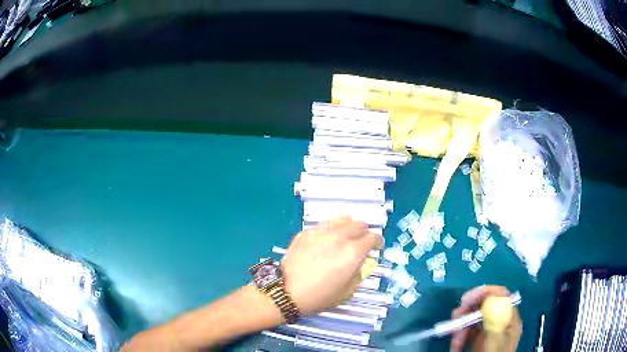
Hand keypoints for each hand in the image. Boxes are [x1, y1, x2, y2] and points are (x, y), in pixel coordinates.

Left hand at [281, 216, 383, 314]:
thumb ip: (359, 274)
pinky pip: (324, 225)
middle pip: (359, 224)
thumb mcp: (347, 291)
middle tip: (362, 241)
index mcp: (352, 252)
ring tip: (346, 234)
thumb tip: (361, 264)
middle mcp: (339, 237)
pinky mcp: (306, 233)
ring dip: (348, 225)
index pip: (372, 237)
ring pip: (341, 218)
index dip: (378, 241)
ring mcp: (321, 232)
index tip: (377, 246)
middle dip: (364, 232)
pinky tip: (327, 239)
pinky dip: (331, 229)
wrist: (286, 291)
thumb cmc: (318, 296)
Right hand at [450, 286, 521, 351]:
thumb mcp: (497, 339)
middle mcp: (497, 321)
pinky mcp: (475, 339)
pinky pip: (464, 332)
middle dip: (466, 312)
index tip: (466, 299)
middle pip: (482, 305)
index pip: (500, 295)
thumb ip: (497, 320)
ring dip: (459, 328)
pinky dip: (457, 338)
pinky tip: (456, 347)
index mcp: (508, 317)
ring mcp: (485, 330)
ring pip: (471, 319)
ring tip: (456, 342)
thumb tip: (491, 300)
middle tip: (455, 318)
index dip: (484, 292)